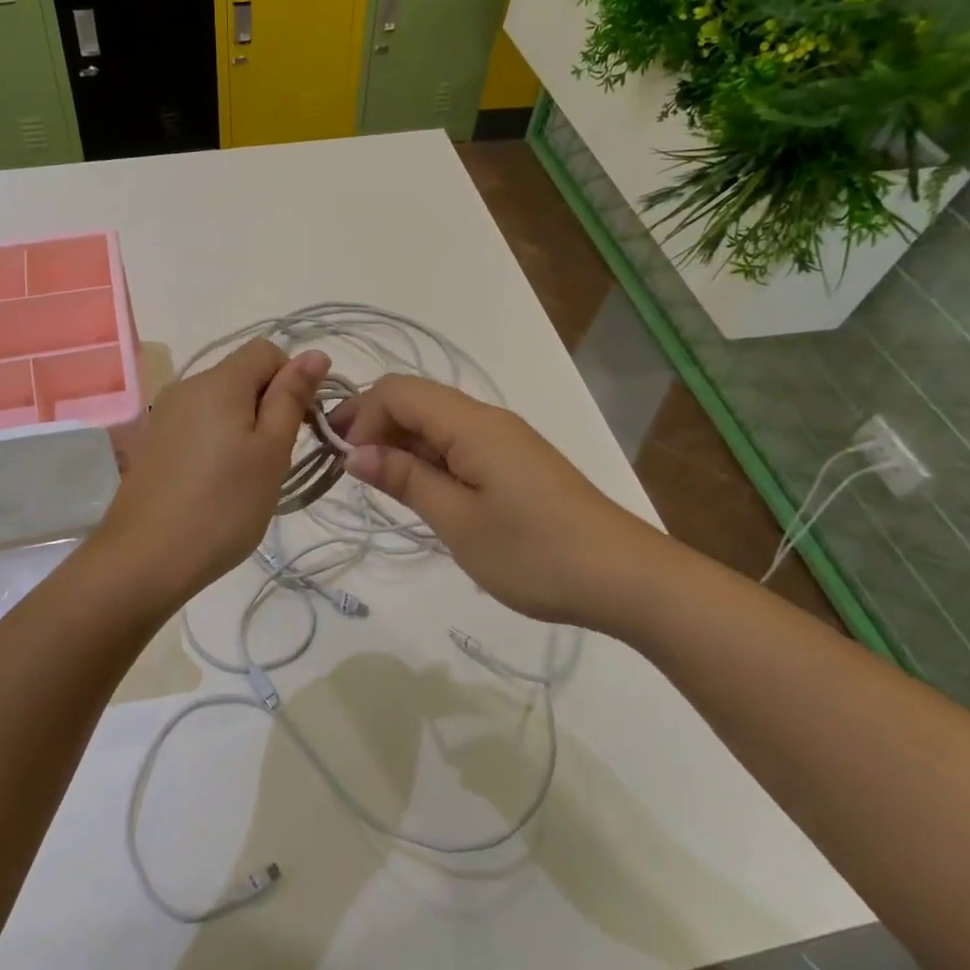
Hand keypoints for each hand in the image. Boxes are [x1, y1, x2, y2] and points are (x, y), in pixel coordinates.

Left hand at [95, 340, 329, 605]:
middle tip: (276, 459)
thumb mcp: (271, 451)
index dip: (293, 379)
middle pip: (242, 375)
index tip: (301, 425)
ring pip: (222, 403)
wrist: (145, 559)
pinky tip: (218, 484)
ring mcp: (166, 414)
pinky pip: (199, 425)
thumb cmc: (222, 505)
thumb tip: (315, 354)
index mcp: (219, 381)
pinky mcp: (154, 442)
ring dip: (246, 427)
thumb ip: (292, 397)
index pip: (267, 351)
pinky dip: (219, 442)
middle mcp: (187, 385)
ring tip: (248, 476)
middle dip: (270, 406)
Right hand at [331, 375, 669, 629]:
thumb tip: (354, 452)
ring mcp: (504, 440)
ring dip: (400, 443)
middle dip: (373, 426)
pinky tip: (421, 491)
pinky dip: (428, 458)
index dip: (361, 416)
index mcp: (471, 424)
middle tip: (348, 472)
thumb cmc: (534, 552)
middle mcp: (486, 419)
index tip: (344, 463)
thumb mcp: (457, 521)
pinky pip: (458, 444)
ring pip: (436, 422)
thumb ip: (405, 479)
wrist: (624, 578)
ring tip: (379, 485)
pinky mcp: (514, 462)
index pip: (397, 391)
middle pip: (415, 400)